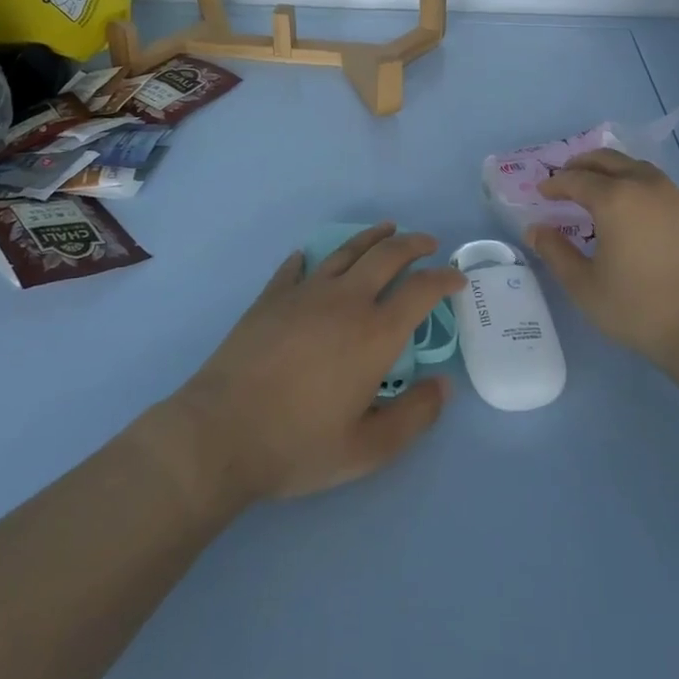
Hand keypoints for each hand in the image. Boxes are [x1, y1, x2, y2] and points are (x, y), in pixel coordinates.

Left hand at [168, 224, 466, 505]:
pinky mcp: (272, 297)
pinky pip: (297, 267)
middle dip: (414, 244)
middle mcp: (346, 300)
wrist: (221, 433)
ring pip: (347, 251)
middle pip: (388, 256)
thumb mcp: (367, 449)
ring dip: (373, 237)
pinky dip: (310, 259)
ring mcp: (306, 293)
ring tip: (388, 229)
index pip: (422, 290)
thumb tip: (444, 385)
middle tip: (428, 243)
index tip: (456, 278)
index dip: (444, 278)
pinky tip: (310, 258)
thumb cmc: (298, 445)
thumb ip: (414, 416)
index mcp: (375, 333)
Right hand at [528, 149, 678, 366]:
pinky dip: (636, 185)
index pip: (575, 179)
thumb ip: (555, 252)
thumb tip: (535, 229)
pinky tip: (633, 210)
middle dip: (581, 165)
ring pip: (635, 167)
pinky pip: (657, 185)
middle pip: (607, 160)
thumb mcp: (585, 286)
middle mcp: (644, 186)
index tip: (541, 193)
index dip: (555, 184)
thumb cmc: (638, 307)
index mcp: (614, 199)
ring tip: (598, 189)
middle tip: (565, 180)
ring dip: (611, 170)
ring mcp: (674, 196)